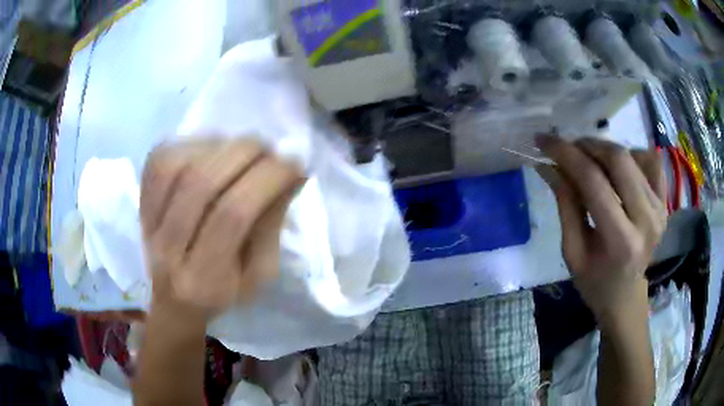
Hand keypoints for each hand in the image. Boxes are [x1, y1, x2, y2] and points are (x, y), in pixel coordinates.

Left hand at [140, 138, 303, 315]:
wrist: (172, 301)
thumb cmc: (221, 292)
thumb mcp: (258, 275)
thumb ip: (270, 227)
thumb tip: (288, 174)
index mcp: (204, 280)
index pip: (231, 216)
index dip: (266, 180)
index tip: (294, 164)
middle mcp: (168, 250)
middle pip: (200, 184)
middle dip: (244, 154)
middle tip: (269, 149)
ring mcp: (148, 223)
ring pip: (176, 164)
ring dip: (218, 146)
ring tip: (242, 149)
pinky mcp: (139, 202)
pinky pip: (161, 159)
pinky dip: (191, 144)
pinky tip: (212, 150)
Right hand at [537, 136, 666, 326]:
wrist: (625, 294)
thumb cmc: (594, 281)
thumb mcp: (572, 251)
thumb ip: (565, 205)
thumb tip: (549, 165)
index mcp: (620, 241)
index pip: (593, 180)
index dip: (566, 154)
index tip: (544, 141)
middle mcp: (646, 220)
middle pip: (618, 159)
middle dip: (588, 145)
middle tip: (569, 150)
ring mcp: (660, 208)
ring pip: (633, 155)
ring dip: (607, 150)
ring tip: (592, 161)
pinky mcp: (665, 202)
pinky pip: (651, 161)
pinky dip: (632, 154)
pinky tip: (621, 168)